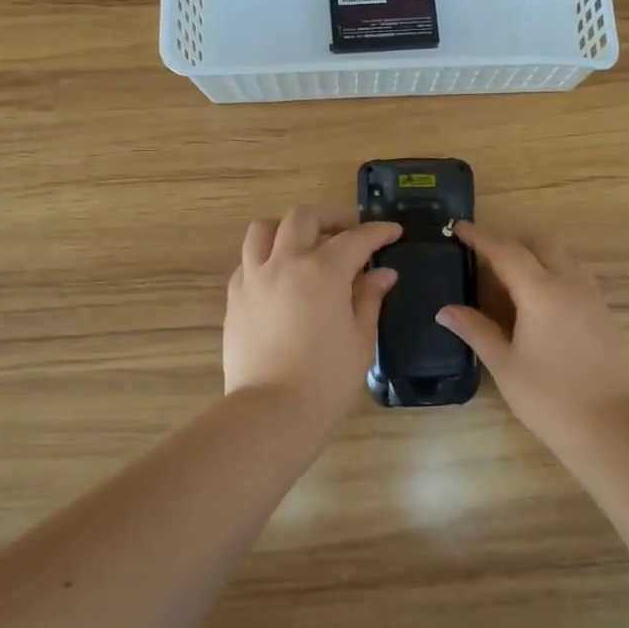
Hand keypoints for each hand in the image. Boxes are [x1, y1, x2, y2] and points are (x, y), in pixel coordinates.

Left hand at [223, 206, 401, 428]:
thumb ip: (370, 298)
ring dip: (288, 229)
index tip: (393, 231)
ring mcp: (254, 277)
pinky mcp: (235, 296)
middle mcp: (285, 262)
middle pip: (304, 217)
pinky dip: (266, 257)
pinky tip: (280, 278)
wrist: (272, 410)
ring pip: (264, 229)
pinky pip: (248, 260)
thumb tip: (382, 273)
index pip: (356, 238)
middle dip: (330, 217)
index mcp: (323, 270)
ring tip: (305, 246)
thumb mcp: (361, 338)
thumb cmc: (327, 378)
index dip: (378, 231)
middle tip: (348, 233)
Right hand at [436, 224, 628, 446]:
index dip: (480, 237)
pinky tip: (540, 304)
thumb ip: (476, 330)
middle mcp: (570, 283)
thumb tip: (446, 310)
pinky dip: (554, 274)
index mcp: (541, 291)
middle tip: (486, 258)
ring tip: (511, 281)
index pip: (505, 251)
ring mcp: (593, 296)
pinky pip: (577, 276)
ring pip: (563, 257)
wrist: (613, 426)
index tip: (459, 229)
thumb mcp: (505, 365)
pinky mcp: (605, 313)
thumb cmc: (550, 398)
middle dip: (512, 241)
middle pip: (541, 243)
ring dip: (537, 256)